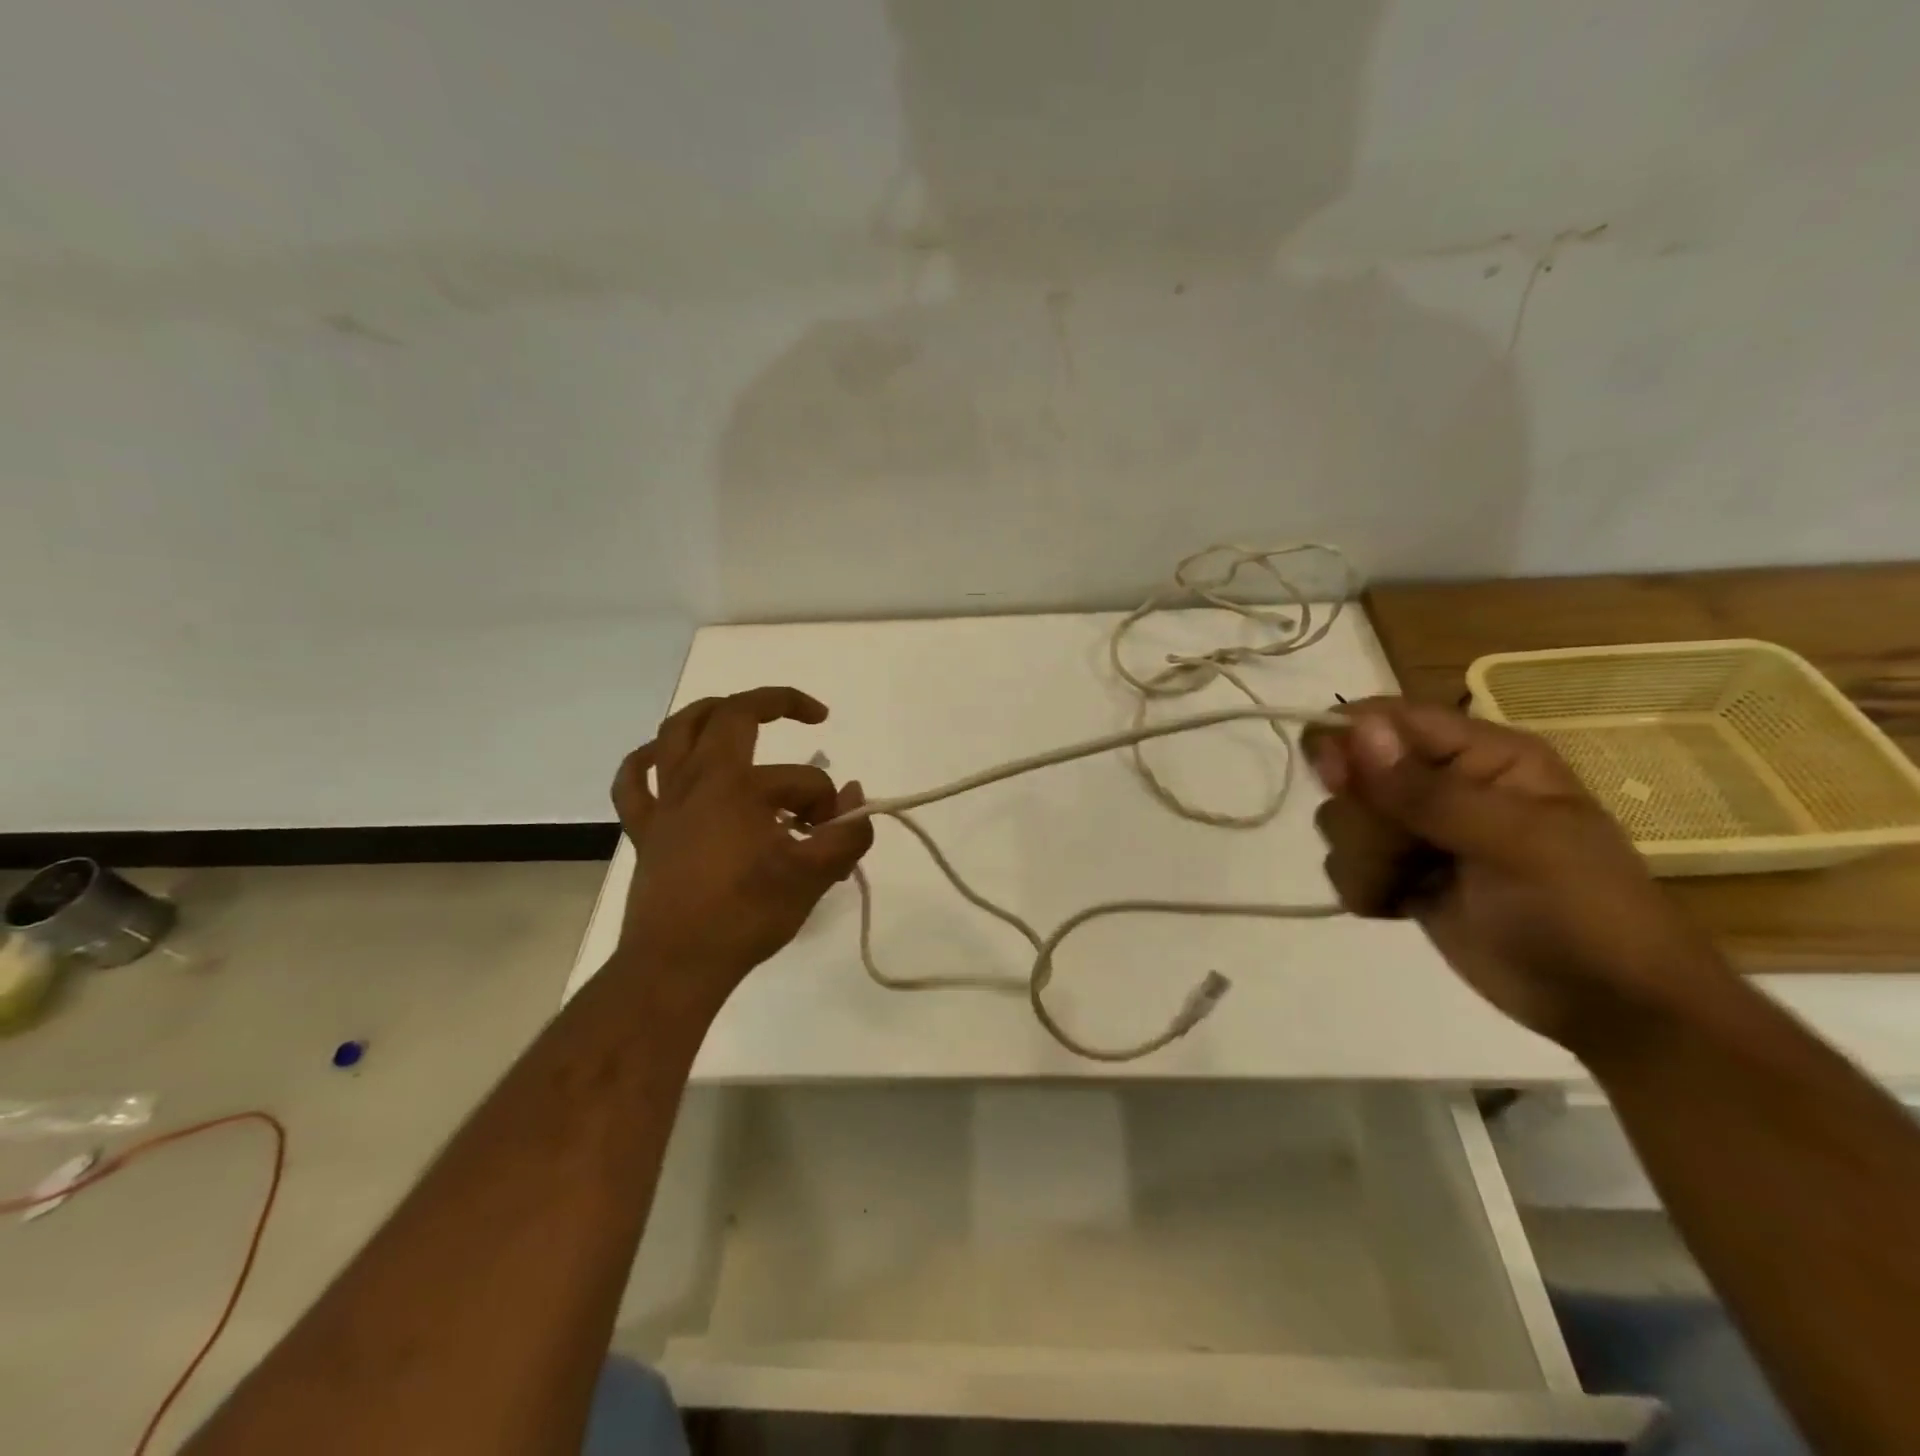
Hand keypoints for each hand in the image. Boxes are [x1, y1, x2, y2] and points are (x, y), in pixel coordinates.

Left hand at [611, 686, 874, 1006]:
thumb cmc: (747, 917)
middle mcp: (698, 780)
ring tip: (737, 712)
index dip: (829, 803)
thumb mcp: (813, 877)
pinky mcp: (644, 829)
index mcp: (740, 787)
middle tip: (810, 714)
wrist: (678, 965)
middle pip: (734, 715)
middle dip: (778, 703)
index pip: (804, 780)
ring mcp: (665, 802)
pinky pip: (633, 781)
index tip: (835, 834)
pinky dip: (646, 761)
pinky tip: (663, 759)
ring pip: (676, 732)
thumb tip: (855, 797)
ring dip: (710, 712)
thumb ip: (847, 834)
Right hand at [1305, 698, 1726, 1054]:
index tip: (1333, 777)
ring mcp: (1418, 833)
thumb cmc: (1582, 912)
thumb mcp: (1515, 845)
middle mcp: (1442, 784)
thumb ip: (1427, 791)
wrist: (1609, 1010)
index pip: (1389, 719)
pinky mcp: (1401, 876)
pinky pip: (1344, 865)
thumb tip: (1356, 730)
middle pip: (1352, 772)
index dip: (1349, 739)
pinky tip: (1402, 907)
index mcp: (1481, 756)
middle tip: (1407, 852)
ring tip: (1413, 886)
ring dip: (1366, 859)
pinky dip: (1364, 889)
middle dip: (1364, 818)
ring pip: (1341, 821)